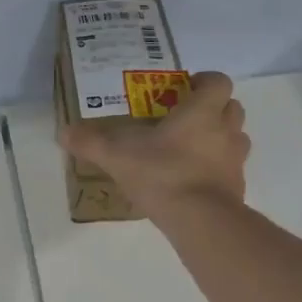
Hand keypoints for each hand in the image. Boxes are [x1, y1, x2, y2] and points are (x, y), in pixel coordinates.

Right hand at [58, 70, 248, 219]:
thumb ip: (91, 142)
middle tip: (185, 117)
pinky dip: (217, 169)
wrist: (200, 220)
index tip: (186, 88)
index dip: (206, 81)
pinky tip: (193, 180)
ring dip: (219, 137)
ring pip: (236, 138)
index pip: (218, 82)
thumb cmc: (162, 173)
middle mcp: (225, 130)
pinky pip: (231, 169)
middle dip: (214, 108)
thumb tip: (63, 132)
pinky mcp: (237, 187)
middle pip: (232, 107)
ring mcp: (235, 160)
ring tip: (190, 148)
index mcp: (201, 112)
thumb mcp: (117, 155)